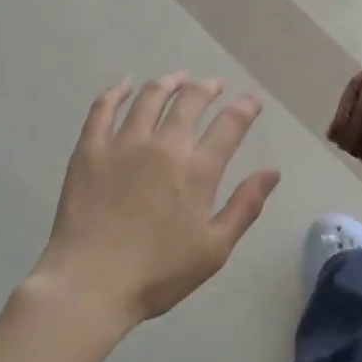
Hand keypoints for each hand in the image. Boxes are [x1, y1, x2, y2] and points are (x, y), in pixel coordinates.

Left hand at [31, 74, 280, 331]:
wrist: (89, 284)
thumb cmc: (158, 274)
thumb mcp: (214, 249)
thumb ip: (245, 206)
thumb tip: (271, 171)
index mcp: (197, 170)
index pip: (230, 125)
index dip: (245, 107)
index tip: (253, 99)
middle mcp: (164, 146)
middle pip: (191, 101)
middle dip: (208, 88)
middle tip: (215, 84)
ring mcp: (123, 143)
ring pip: (150, 97)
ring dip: (169, 82)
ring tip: (178, 78)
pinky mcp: (90, 149)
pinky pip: (103, 109)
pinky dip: (117, 92)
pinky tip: (125, 85)